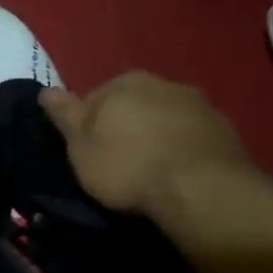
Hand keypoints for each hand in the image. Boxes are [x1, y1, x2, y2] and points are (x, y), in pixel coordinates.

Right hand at [41, 72, 253, 217]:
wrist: (202, 190)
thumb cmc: (127, 166)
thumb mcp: (80, 146)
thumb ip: (64, 114)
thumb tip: (45, 90)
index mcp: (123, 82)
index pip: (95, 98)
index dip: (89, 126)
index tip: (90, 152)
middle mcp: (162, 83)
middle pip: (133, 104)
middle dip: (125, 126)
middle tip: (119, 161)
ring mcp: (199, 104)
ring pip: (165, 117)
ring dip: (157, 135)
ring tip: (151, 170)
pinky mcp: (226, 130)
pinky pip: (192, 136)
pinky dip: (183, 149)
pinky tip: (179, 174)